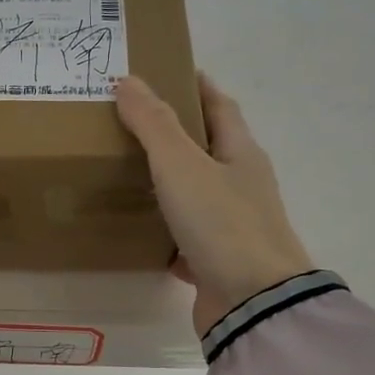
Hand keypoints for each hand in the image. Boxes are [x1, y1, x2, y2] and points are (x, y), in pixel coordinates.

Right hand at [115, 72, 314, 336]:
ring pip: (193, 192)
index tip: (165, 71)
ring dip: (165, 180)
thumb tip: (128, 80)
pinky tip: (134, 227)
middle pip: (207, 148)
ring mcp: (230, 225)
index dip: (195, 86)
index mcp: (241, 153)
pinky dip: (162, 227)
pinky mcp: (215, 259)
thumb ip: (153, 124)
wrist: (252, 303)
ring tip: (122, 168)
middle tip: (128, 120)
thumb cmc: (222, 223)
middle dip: (173, 132)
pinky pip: (183, 235)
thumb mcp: (182, 165)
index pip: (220, 106)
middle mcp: (241, 185)